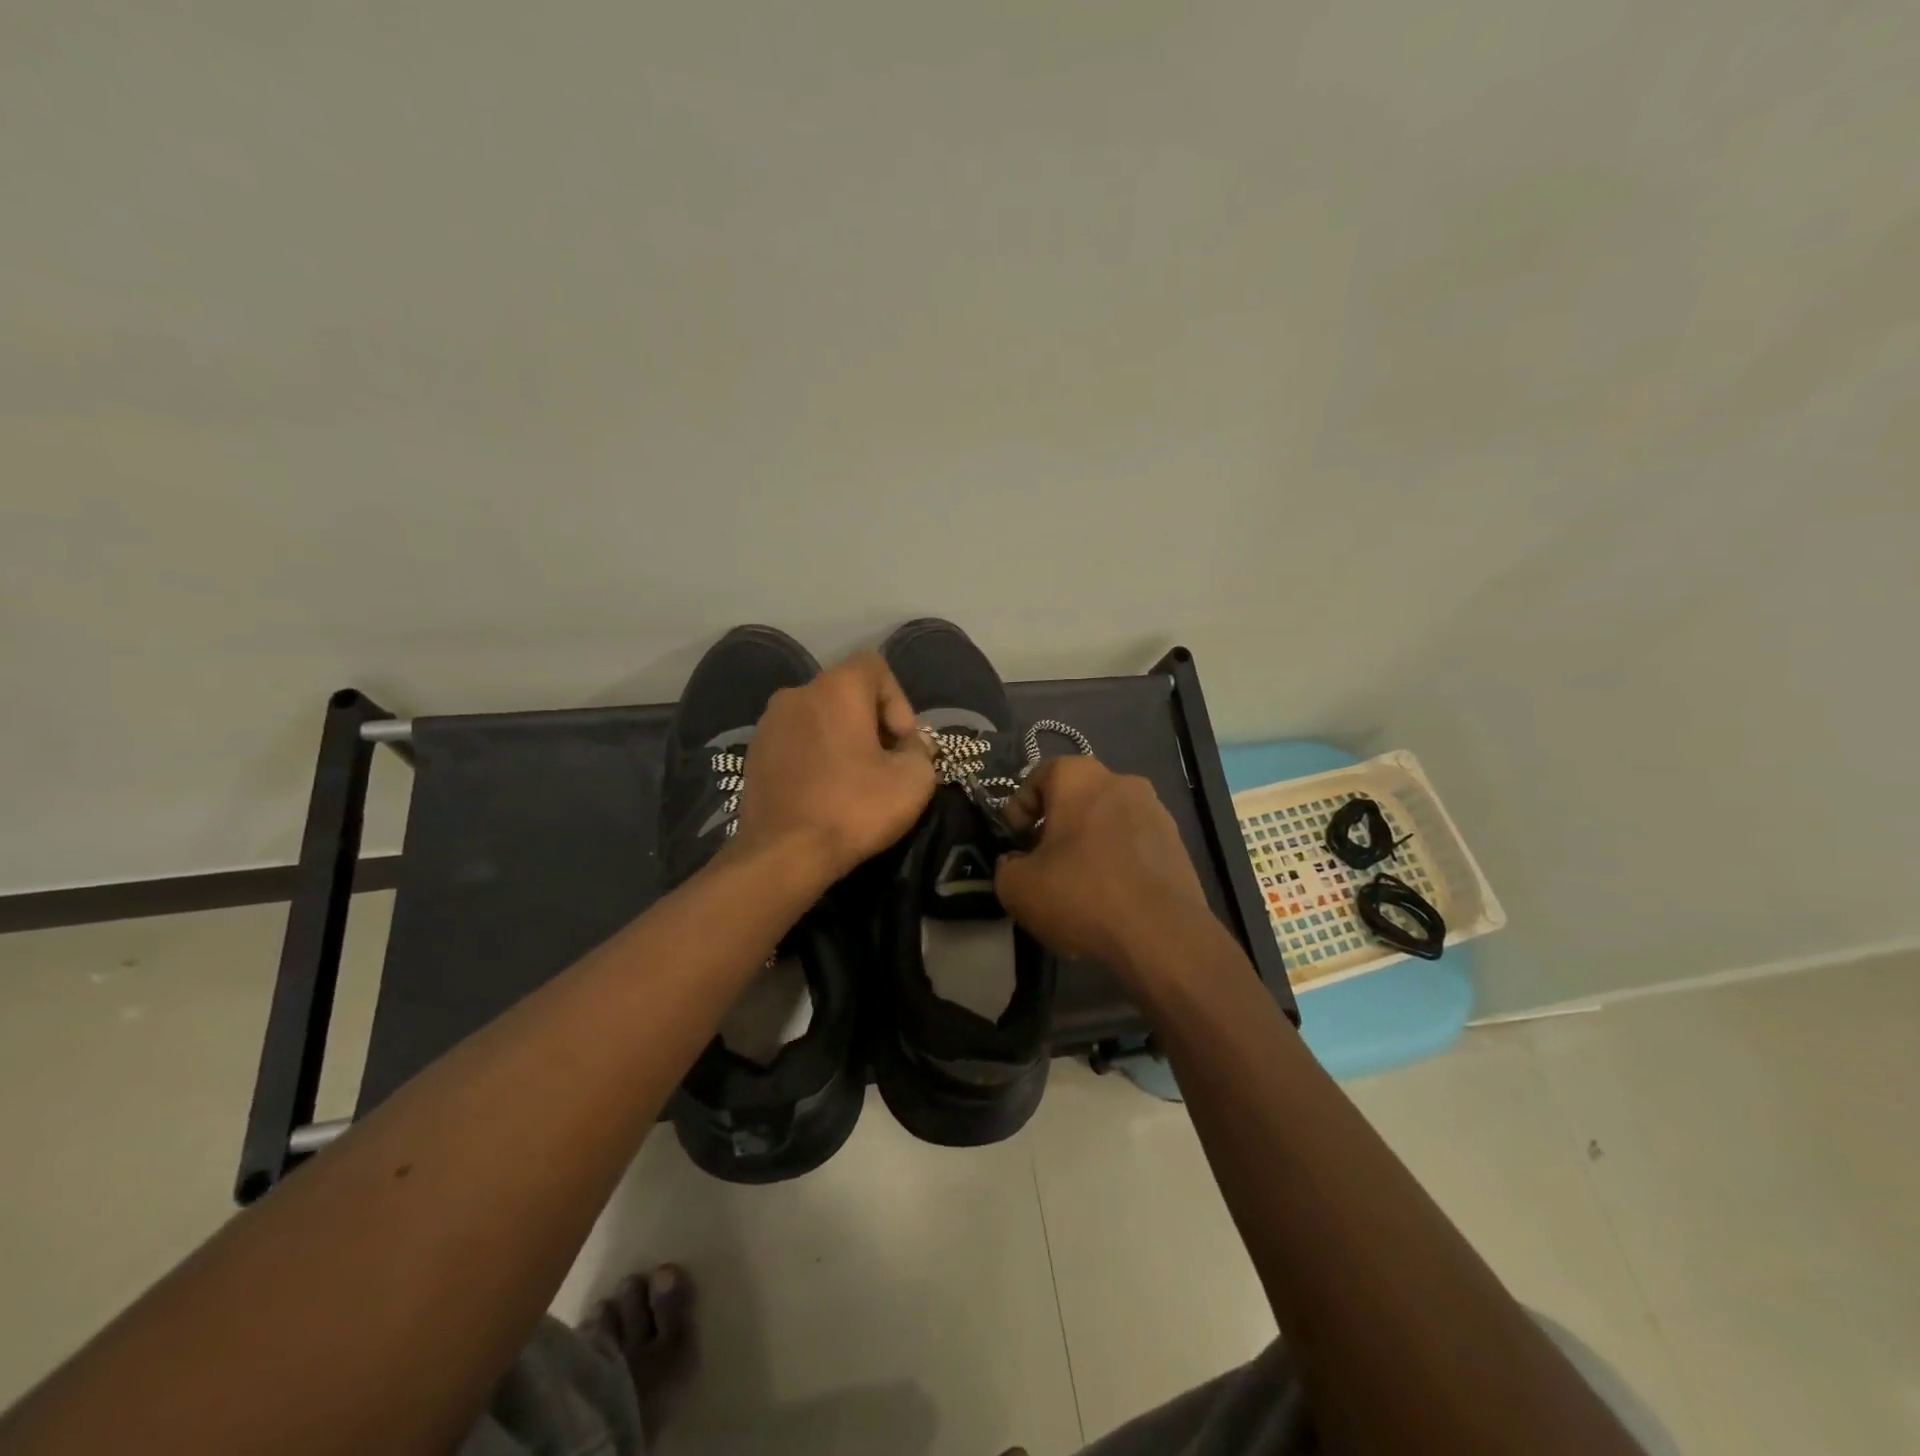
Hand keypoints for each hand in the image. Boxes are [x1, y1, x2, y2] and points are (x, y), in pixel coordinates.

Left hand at [732, 651, 935, 883]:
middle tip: (886, 764)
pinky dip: (815, 756)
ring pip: (819, 717)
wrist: (783, 854)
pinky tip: (824, 792)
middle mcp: (798, 693)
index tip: (902, 743)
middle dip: (872, 722)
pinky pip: (796, 741)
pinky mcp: (753, 753)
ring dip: (841, 739)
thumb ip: (921, 751)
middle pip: (846, 693)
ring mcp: (769, 723)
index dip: (898, 701)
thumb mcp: (913, 781)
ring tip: (854, 780)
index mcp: (837, 688)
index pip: (875, 667)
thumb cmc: (854, 808)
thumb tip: (910, 747)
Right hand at [995, 756, 1214, 970]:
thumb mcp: (1017, 887)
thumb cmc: (1081, 894)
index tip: (1014, 843)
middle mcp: (1121, 782)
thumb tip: (1017, 863)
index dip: (1020, 810)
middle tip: (1041, 863)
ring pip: (1107, 822)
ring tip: (1077, 886)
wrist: (1161, 934)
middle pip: (1076, 798)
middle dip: (1055, 827)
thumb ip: (1006, 866)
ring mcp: (1155, 812)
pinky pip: (1133, 845)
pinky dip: (1117, 862)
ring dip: (1088, 845)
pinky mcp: (1176, 844)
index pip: (1039, 777)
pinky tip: (1109, 898)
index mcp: (1080, 777)